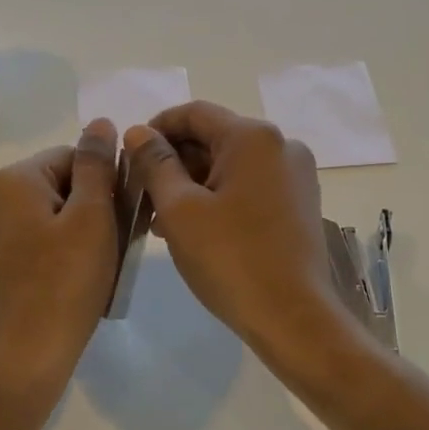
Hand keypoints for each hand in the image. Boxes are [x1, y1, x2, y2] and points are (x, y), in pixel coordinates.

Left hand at [0, 120, 119, 388]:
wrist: (30, 351)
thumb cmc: (68, 280)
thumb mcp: (93, 216)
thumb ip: (97, 165)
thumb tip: (100, 124)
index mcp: (12, 179)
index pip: (74, 157)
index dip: (106, 183)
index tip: (124, 215)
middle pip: (60, 182)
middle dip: (93, 204)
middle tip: (118, 241)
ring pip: (49, 210)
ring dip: (80, 226)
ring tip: (102, 259)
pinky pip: (35, 234)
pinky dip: (60, 244)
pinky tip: (78, 271)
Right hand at [123, 102, 362, 372]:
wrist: (292, 316)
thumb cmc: (230, 259)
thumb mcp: (179, 209)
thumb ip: (155, 163)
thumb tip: (138, 133)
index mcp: (253, 137)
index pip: (194, 113)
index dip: (156, 128)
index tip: (129, 156)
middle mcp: (281, 146)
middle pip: (214, 138)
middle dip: (173, 160)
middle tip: (140, 192)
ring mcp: (295, 176)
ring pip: (230, 165)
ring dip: (192, 182)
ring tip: (158, 218)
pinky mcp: (299, 204)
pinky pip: (249, 186)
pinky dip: (218, 197)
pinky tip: (192, 226)